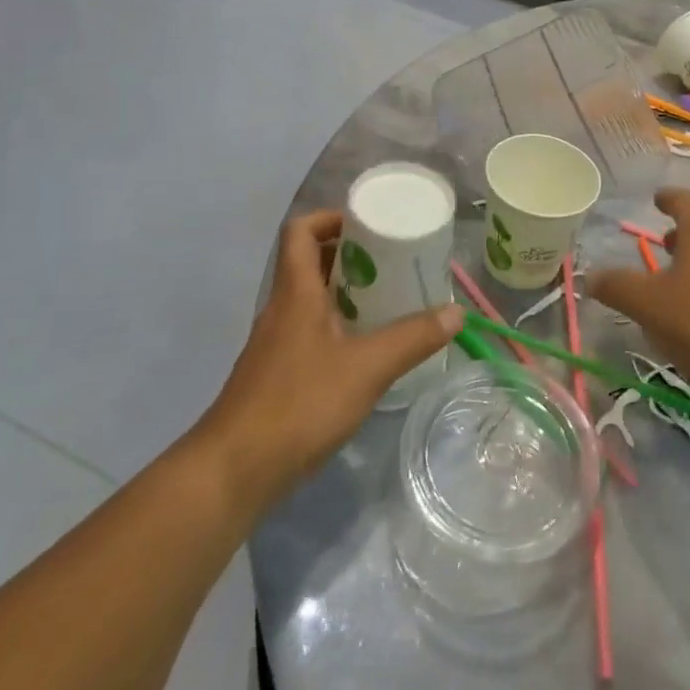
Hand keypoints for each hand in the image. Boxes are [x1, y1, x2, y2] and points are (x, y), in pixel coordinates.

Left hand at [201, 210, 460, 499]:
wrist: (234, 471)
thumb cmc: (299, 404)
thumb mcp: (367, 368)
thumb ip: (412, 338)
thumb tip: (455, 313)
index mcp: (296, 293)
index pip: (301, 232)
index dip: (330, 218)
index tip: (368, 225)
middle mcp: (281, 310)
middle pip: (309, 263)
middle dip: (350, 256)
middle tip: (392, 262)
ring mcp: (275, 344)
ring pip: (310, 300)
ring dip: (346, 293)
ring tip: (388, 301)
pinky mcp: (276, 376)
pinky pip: (309, 333)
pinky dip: (337, 328)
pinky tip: (365, 351)